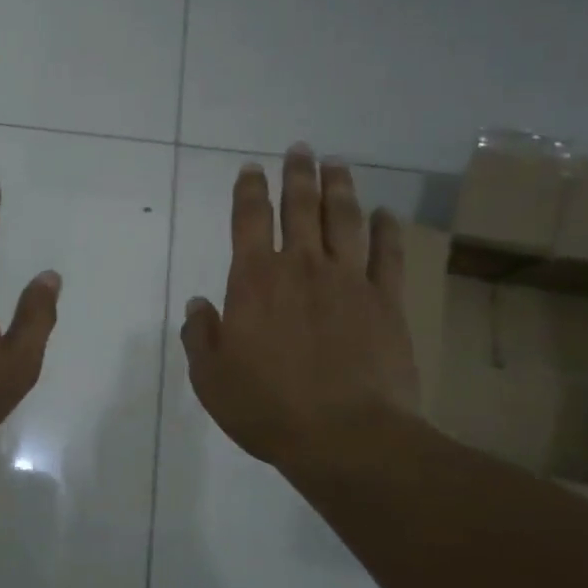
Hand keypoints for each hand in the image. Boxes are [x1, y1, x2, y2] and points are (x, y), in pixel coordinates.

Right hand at [180, 145, 418, 472]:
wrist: (345, 436)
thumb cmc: (267, 408)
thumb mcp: (211, 378)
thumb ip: (201, 335)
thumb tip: (200, 304)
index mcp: (254, 281)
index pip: (249, 220)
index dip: (249, 191)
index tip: (251, 169)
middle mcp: (301, 267)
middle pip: (300, 207)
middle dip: (297, 175)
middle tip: (300, 151)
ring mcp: (348, 281)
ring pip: (345, 220)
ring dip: (340, 188)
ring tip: (337, 165)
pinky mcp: (386, 302)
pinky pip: (387, 255)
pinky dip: (387, 230)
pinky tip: (386, 214)